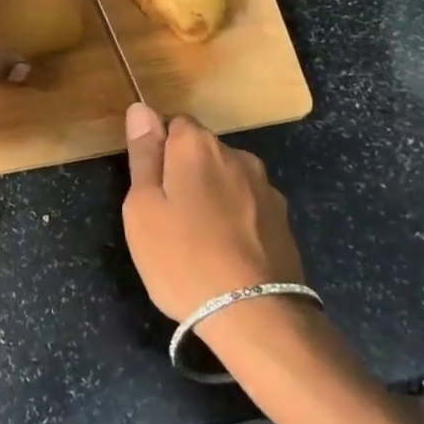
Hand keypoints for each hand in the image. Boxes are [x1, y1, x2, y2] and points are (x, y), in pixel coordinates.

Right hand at [121, 105, 305, 321]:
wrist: (255, 315)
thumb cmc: (183, 258)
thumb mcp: (143, 208)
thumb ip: (143, 154)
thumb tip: (140, 108)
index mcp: (196, 145)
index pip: (172, 123)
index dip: (157, 151)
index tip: (148, 188)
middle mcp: (235, 154)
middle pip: (200, 151)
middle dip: (184, 173)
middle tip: (167, 218)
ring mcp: (264, 186)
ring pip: (225, 178)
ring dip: (211, 195)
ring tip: (199, 240)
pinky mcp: (282, 218)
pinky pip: (247, 205)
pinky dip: (235, 218)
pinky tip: (227, 252)